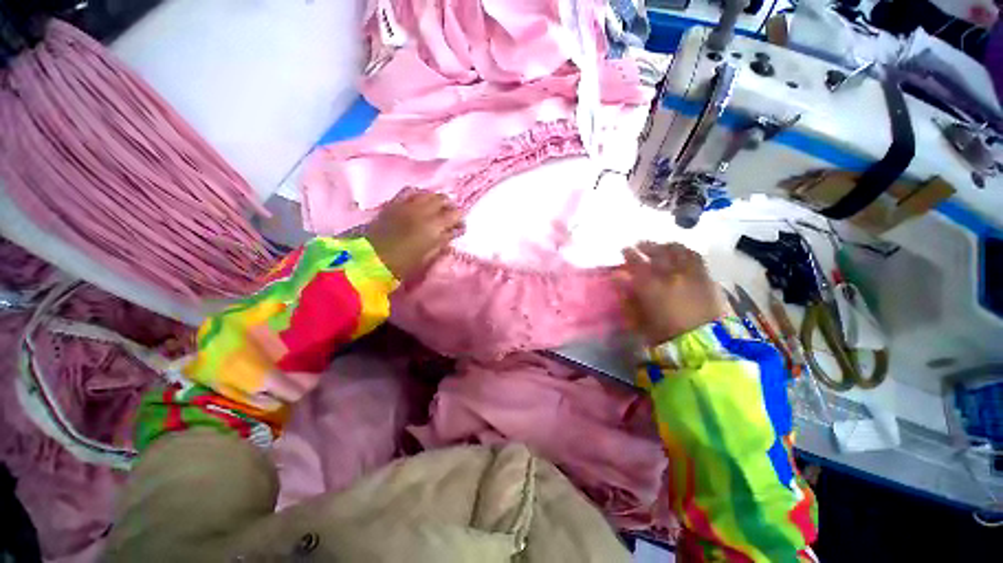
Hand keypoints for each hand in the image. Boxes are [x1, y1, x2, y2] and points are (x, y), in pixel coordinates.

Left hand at [366, 189, 464, 280]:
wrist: (370, 259)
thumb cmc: (403, 264)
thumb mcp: (427, 256)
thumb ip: (442, 242)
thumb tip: (452, 232)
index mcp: (433, 226)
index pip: (455, 214)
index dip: (460, 219)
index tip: (460, 226)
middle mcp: (422, 210)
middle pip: (442, 199)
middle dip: (449, 206)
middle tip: (449, 217)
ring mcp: (407, 204)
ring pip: (428, 193)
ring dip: (435, 199)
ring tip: (436, 208)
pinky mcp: (394, 202)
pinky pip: (411, 191)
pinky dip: (419, 195)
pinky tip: (420, 201)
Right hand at [618, 242, 724, 344]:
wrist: (700, 344)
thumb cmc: (663, 334)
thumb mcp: (638, 317)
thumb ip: (628, 296)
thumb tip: (620, 277)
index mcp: (652, 286)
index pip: (637, 263)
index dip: (629, 254)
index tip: (624, 250)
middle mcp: (671, 274)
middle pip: (657, 253)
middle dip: (646, 246)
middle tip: (639, 244)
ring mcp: (690, 273)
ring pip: (677, 251)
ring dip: (666, 246)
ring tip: (660, 246)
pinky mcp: (705, 277)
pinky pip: (695, 257)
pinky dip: (685, 251)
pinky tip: (681, 252)